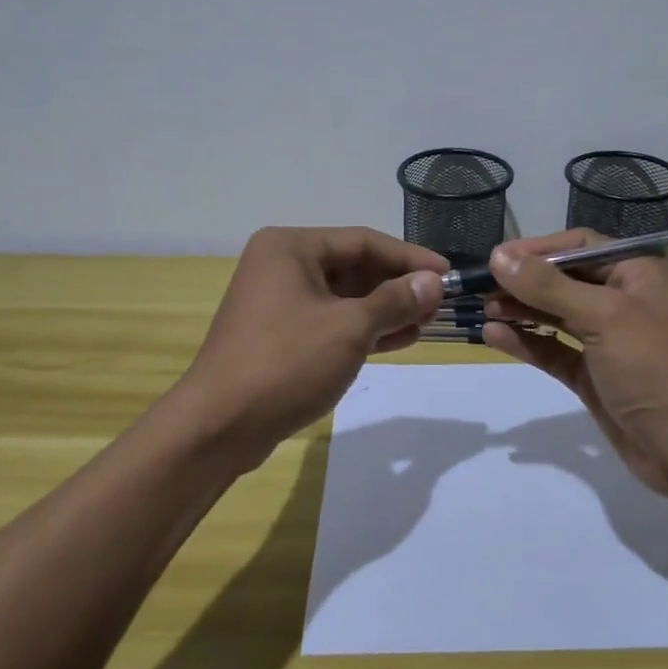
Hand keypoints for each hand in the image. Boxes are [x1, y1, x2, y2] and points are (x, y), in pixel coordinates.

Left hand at [176, 226, 445, 465]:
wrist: (219, 427)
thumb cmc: (286, 363)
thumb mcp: (350, 328)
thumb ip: (395, 300)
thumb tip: (433, 282)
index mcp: (291, 248)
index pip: (363, 241)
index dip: (410, 257)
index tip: (448, 274)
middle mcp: (282, 265)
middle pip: (354, 267)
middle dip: (398, 286)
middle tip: (439, 304)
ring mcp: (278, 302)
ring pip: (344, 297)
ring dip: (385, 309)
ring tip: (426, 323)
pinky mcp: (280, 335)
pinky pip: (331, 321)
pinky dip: (363, 329)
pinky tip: (399, 339)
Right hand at [480, 229, 667, 498]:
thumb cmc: (654, 366)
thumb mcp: (603, 315)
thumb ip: (548, 285)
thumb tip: (499, 256)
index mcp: (639, 273)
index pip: (581, 245)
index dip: (538, 249)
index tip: (496, 258)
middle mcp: (625, 300)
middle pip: (565, 279)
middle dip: (524, 281)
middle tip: (479, 286)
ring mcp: (609, 340)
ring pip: (557, 315)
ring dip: (521, 310)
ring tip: (482, 309)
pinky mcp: (595, 375)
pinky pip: (555, 350)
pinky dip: (527, 342)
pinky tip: (494, 335)